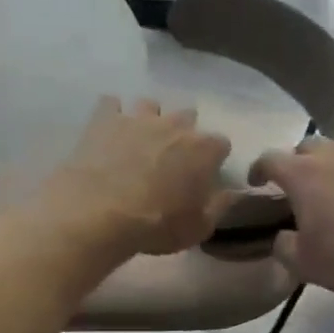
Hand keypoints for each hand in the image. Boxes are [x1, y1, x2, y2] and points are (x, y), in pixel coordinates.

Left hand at [43, 97, 234, 256]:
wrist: (100, 214)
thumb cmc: (156, 225)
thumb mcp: (198, 229)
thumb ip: (219, 206)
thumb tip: (233, 192)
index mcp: (203, 149)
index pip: (220, 144)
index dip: (213, 158)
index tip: (204, 173)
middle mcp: (174, 125)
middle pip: (187, 116)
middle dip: (183, 133)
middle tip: (170, 157)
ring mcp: (138, 118)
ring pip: (150, 105)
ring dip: (149, 120)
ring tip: (138, 141)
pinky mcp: (105, 119)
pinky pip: (111, 104)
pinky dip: (111, 114)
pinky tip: (108, 130)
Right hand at [249, 135, 333, 299]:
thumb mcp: (302, 263)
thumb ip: (283, 246)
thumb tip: (282, 236)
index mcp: (302, 175)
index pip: (269, 159)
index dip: (259, 169)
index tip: (257, 182)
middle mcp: (333, 156)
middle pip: (307, 145)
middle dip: (298, 160)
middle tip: (299, 183)